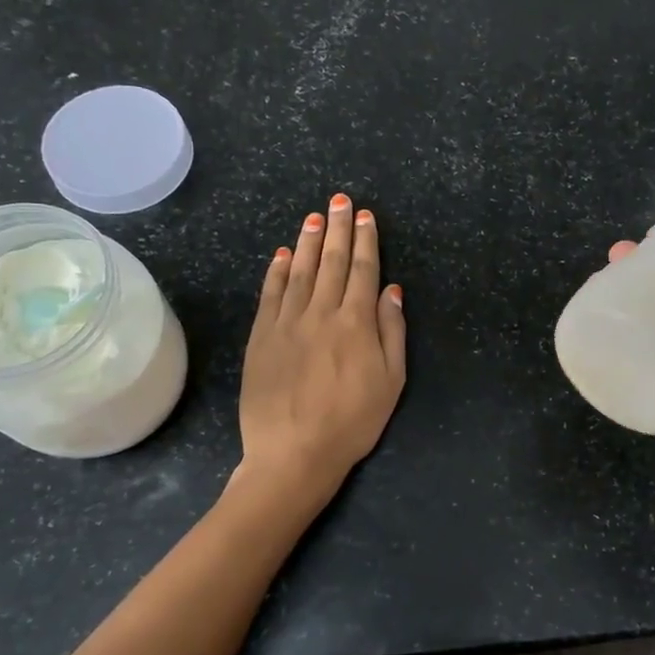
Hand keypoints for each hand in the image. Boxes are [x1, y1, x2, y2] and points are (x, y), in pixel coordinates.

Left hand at [241, 193, 405, 493]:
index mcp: (356, 323)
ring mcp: (287, 323)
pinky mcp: (261, 337)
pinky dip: (277, 271)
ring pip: (300, 271)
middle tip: (339, 201)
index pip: (363, 271)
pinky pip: (270, 295)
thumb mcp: (391, 382)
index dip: (365, 241)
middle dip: (337, 229)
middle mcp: (321, 313)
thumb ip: (392, 332)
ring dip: (308, 242)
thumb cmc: (352, 422)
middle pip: (332, 263)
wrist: (293, 452)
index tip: (364, 216)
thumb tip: (392, 290)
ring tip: (313, 217)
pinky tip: (282, 254)